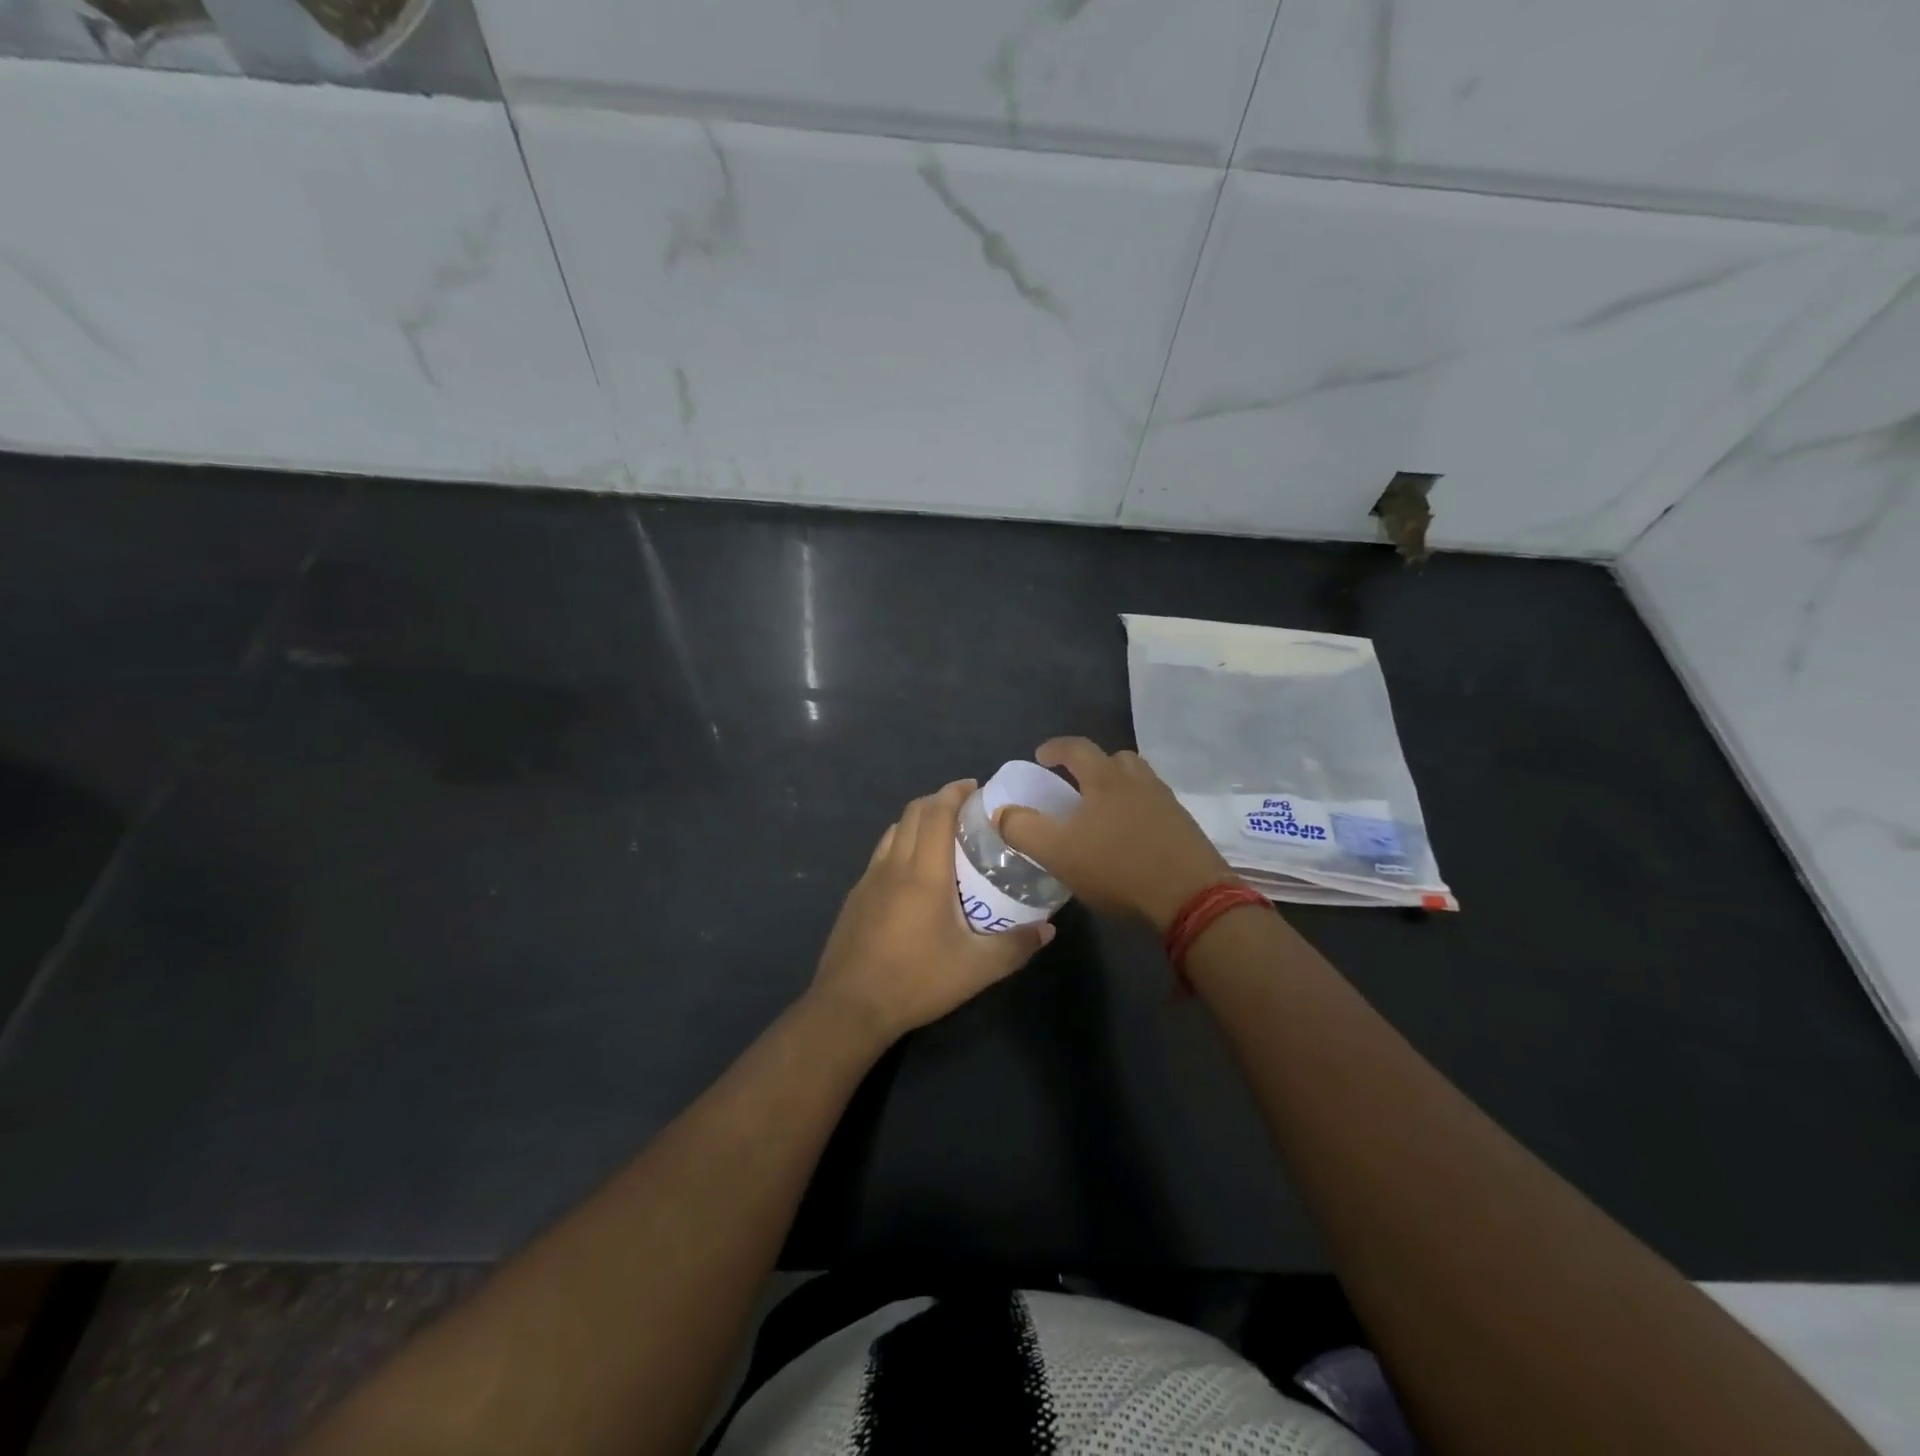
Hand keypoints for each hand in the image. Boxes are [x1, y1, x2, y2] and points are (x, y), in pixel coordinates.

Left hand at [810, 780, 1054, 1044]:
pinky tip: (914, 875)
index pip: (936, 812)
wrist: (849, 1007)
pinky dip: (901, 845)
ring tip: (943, 837)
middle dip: (939, 800)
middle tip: (966, 811)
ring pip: (894, 831)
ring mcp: (869, 879)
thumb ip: (1016, 946)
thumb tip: (1048, 930)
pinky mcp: (855, 897)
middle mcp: (894, 865)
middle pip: (913, 813)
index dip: (955, 792)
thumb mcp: (976, 969)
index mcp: (923, 871)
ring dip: (918, 821)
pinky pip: (881, 854)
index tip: (976, 787)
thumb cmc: (916, 980)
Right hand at [998, 737, 1232, 931]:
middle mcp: (1139, 781)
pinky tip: (1131, 839)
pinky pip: (1155, 807)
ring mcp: (1167, 802)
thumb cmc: (1118, 867)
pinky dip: (1138, 812)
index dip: (1055, 748)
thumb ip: (1023, 829)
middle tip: (1075, 787)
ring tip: (1103, 814)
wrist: (1191, 896)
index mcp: (1106, 779)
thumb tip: (1002, 813)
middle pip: (1114, 759)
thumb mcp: (1057, 852)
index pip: (1076, 748)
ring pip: (1138, 782)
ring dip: (1118, 788)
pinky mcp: (1185, 827)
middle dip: (1091, 767)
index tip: (1041, 757)